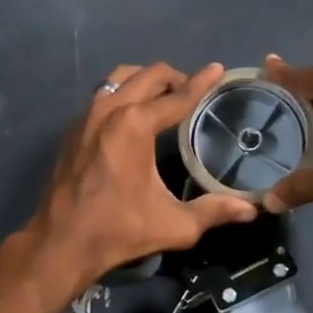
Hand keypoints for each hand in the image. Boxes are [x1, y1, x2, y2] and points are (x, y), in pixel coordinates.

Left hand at [25, 62, 256, 291]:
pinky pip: (102, 95)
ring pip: (119, 78)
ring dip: (145, 80)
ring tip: (163, 96)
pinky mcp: (73, 129)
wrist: (60, 243)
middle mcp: (109, 110)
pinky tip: (132, 116)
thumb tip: (251, 209)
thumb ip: (214, 211)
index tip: (217, 69)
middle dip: (174, 77)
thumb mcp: (174, 225)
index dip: (201, 83)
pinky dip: (122, 94)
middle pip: (147, 75)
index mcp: (135, 125)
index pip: (177, 97)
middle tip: (192, 90)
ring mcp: (86, 116)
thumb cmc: (119, 230)